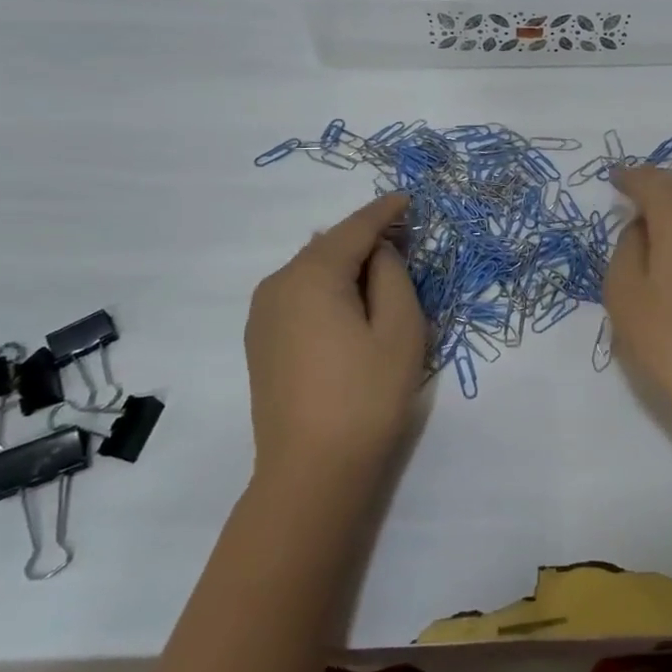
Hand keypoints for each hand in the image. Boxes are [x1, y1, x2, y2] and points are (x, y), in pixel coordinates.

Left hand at [245, 194, 428, 482]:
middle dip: (366, 237)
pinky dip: (328, 288)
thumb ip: (392, 275)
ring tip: (383, 274)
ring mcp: (263, 316)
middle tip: (406, 240)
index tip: (408, 198)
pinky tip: (351, 305)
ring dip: (347, 264)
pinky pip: (300, 295)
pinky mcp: (262, 342)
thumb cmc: (367, 396)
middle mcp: (277, 285)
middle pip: (328, 245)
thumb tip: (378, 252)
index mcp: (311, 276)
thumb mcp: (400, 328)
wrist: (311, 474)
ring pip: (312, 271)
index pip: (354, 229)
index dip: (385, 211)